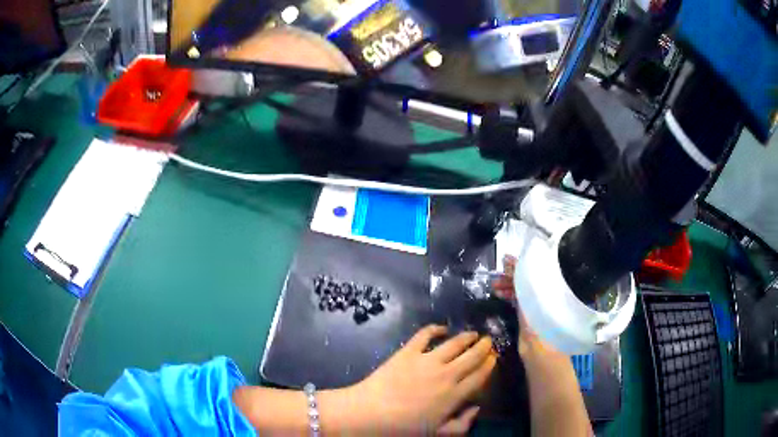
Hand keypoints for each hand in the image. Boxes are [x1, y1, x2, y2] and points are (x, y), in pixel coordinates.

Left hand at [351, 325, 495, 433]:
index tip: (495, 357)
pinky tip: (442, 328)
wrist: (370, 413)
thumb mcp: (438, 434)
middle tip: (489, 341)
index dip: (489, 365)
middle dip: (484, 347)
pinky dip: (436, 328)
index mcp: (454, 395)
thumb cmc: (403, 428)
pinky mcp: (407, 351)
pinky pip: (425, 334)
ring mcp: (427, 360)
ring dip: (467, 337)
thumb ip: (462, 424)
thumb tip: (477, 408)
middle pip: (472, 356)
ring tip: (473, 334)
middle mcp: (446, 374)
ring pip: (455, 343)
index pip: (479, 376)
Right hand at [492, 258, 593, 434]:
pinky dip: (513, 297)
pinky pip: (522, 302)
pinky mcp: (533, 319)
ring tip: (495, 287)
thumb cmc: (541, 338)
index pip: (533, 275)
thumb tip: (518, 279)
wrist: (544, 361)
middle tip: (497, 277)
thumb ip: (523, 299)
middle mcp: (544, 300)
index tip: (507, 259)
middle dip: (512, 277)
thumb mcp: (531, 317)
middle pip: (529, 283)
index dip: (519, 267)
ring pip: (524, 292)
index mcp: (547, 296)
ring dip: (510, 288)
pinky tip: (503, 296)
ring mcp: (538, 309)